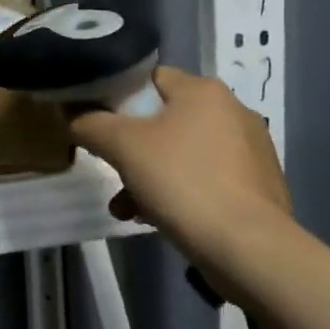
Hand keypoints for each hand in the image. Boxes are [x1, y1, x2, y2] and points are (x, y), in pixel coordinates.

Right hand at [69, 66, 291, 294]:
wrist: (250, 250)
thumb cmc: (183, 182)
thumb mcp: (122, 146)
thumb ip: (89, 122)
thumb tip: (71, 112)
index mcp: (204, 90)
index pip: (149, 78)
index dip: (117, 96)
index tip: (98, 123)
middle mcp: (232, 111)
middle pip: (163, 118)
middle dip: (131, 146)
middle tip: (111, 169)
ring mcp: (250, 150)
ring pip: (182, 152)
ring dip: (149, 175)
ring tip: (126, 207)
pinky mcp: (258, 186)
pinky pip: (205, 178)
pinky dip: (178, 192)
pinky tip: (157, 218)